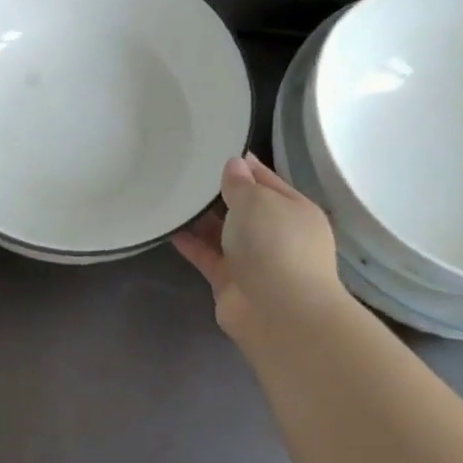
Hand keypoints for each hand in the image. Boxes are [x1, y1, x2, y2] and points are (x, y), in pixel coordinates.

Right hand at [173, 152, 345, 345]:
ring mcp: (254, 260)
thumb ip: (241, 183)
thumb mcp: (258, 201)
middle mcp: (277, 234)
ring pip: (224, 232)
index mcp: (295, 210)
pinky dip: (190, 243)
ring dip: (201, 218)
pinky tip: (167, 226)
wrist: (279, 314)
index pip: (265, 179)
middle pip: (244, 207)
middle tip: (184, 170)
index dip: (242, 165)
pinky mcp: (231, 282)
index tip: (212, 148)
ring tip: (171, 193)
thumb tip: (234, 166)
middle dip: (219, 192)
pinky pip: (207, 256)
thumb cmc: (276, 245)